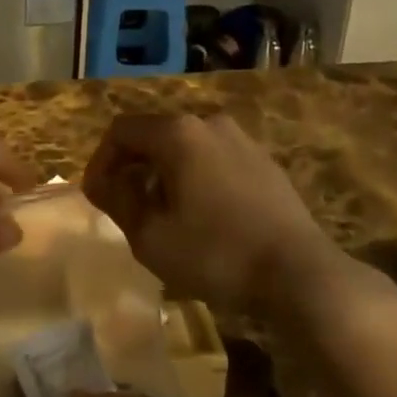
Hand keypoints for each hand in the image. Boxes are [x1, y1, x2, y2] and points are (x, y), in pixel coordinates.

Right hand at [82, 112, 336, 316]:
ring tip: (162, 215)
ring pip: (186, 148)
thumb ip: (118, 201)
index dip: (100, 161)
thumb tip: (103, 182)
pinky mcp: (264, 161)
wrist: (299, 273)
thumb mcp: (151, 236)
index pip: (121, 131)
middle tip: (125, 208)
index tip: (96, 197)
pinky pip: (214, 159)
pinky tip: (201, 216)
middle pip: (154, 135)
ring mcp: (241, 139)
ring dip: (164, 174)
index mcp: (178, 133)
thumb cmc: (216, 254)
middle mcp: (209, 123)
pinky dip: (195, 178)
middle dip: (133, 168)